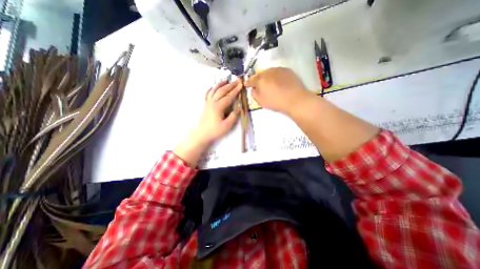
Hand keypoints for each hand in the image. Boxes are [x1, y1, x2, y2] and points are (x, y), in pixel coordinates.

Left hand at [193, 79, 241, 145]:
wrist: (202, 134)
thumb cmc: (215, 131)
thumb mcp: (227, 126)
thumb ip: (233, 116)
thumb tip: (238, 108)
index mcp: (218, 107)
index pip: (229, 96)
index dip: (236, 90)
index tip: (241, 85)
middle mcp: (212, 102)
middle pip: (222, 91)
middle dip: (230, 85)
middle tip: (236, 80)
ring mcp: (207, 103)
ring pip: (214, 90)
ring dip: (220, 84)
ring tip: (225, 79)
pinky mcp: (205, 105)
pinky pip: (206, 94)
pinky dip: (209, 89)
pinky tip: (211, 87)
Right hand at [244, 67, 315, 114]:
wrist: (295, 99)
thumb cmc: (276, 102)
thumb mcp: (261, 101)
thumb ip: (254, 94)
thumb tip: (253, 89)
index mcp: (260, 79)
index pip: (251, 79)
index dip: (248, 82)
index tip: (247, 84)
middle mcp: (268, 71)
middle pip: (260, 74)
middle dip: (258, 79)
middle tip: (259, 85)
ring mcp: (278, 69)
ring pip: (269, 72)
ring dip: (267, 77)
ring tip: (269, 83)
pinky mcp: (287, 70)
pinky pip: (278, 72)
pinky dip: (276, 76)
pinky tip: (278, 82)